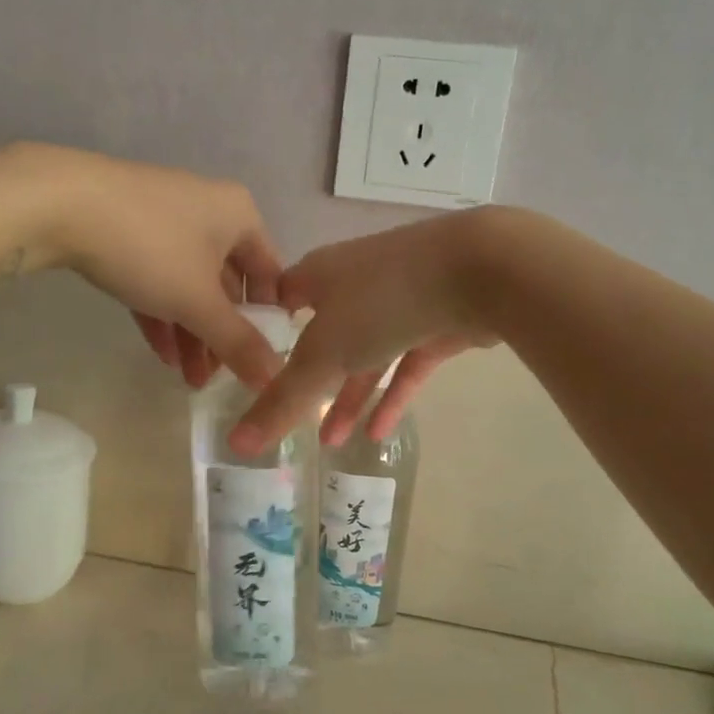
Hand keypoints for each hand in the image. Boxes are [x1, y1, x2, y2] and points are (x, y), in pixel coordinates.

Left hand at [12, 145, 284, 388]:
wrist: (58, 204)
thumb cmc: (149, 247)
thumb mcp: (198, 302)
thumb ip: (238, 342)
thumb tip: (275, 378)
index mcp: (239, 215)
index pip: (270, 275)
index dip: (268, 321)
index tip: (258, 361)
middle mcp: (209, 211)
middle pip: (227, 285)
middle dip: (221, 336)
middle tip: (216, 379)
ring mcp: (166, 218)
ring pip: (190, 285)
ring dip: (192, 333)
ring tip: (187, 380)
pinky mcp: (129, 229)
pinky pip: (158, 278)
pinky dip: (163, 314)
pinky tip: (162, 354)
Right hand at [231, 209, 503, 452]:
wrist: (479, 270)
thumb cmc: (382, 301)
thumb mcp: (322, 356)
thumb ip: (280, 402)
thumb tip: (234, 444)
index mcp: (321, 274)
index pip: (283, 298)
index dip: (267, 329)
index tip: (252, 365)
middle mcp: (357, 281)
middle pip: (326, 335)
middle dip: (310, 380)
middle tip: (292, 419)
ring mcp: (401, 299)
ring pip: (368, 355)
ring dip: (351, 398)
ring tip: (333, 442)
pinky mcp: (438, 321)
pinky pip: (407, 363)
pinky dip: (393, 396)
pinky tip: (379, 434)